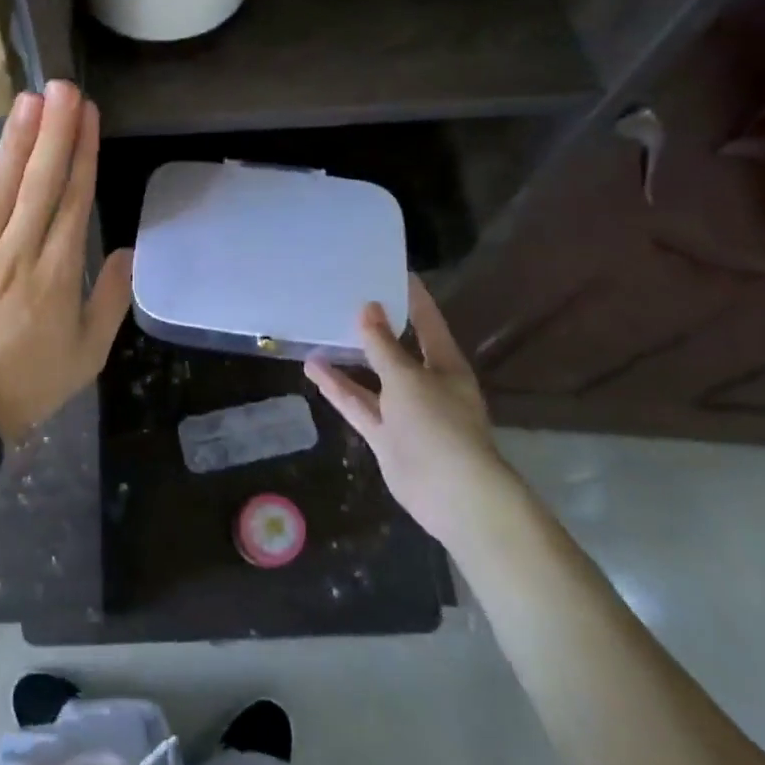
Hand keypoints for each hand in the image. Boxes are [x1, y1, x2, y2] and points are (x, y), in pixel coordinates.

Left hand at [0, 81, 133, 443]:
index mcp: (56, 274)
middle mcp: (16, 253)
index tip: (90, 115)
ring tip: (27, 101)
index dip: (83, 154)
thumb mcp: (88, 354)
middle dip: (54, 131)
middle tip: (62, 87)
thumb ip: (109, 300)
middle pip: (40, 183)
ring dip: (14, 143)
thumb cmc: (30, 384)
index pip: (74, 201)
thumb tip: (127, 251)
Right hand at [304, 275, 510, 543]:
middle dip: (376, 328)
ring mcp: (404, 411)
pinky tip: (314, 369)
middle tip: (348, 298)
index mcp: (445, 365)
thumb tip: (368, 309)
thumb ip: (383, 345)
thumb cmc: (438, 423)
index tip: (395, 272)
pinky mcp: (386, 435)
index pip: (427, 323)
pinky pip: (359, 405)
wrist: (450, 493)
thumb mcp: (407, 377)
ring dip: (349, 358)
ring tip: (320, 332)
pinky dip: (339, 389)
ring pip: (373, 378)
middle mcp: (426, 384)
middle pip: (397, 350)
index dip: (413, 298)